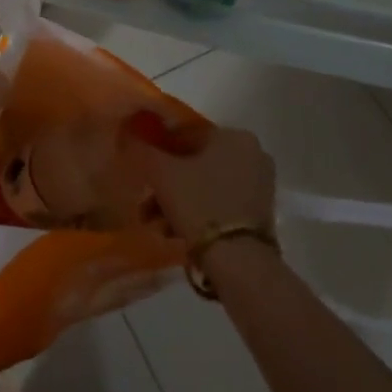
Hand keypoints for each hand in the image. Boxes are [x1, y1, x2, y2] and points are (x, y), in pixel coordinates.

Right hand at [122, 116, 275, 247]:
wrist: (239, 260)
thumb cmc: (199, 204)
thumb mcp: (162, 173)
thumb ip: (143, 149)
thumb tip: (129, 131)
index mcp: (233, 135)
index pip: (187, 134)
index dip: (159, 149)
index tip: (143, 168)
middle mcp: (252, 153)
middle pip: (197, 162)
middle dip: (168, 182)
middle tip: (147, 202)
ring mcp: (260, 184)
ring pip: (207, 185)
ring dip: (179, 201)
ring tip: (157, 224)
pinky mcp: (261, 212)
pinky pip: (222, 202)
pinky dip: (199, 212)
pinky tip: (177, 232)